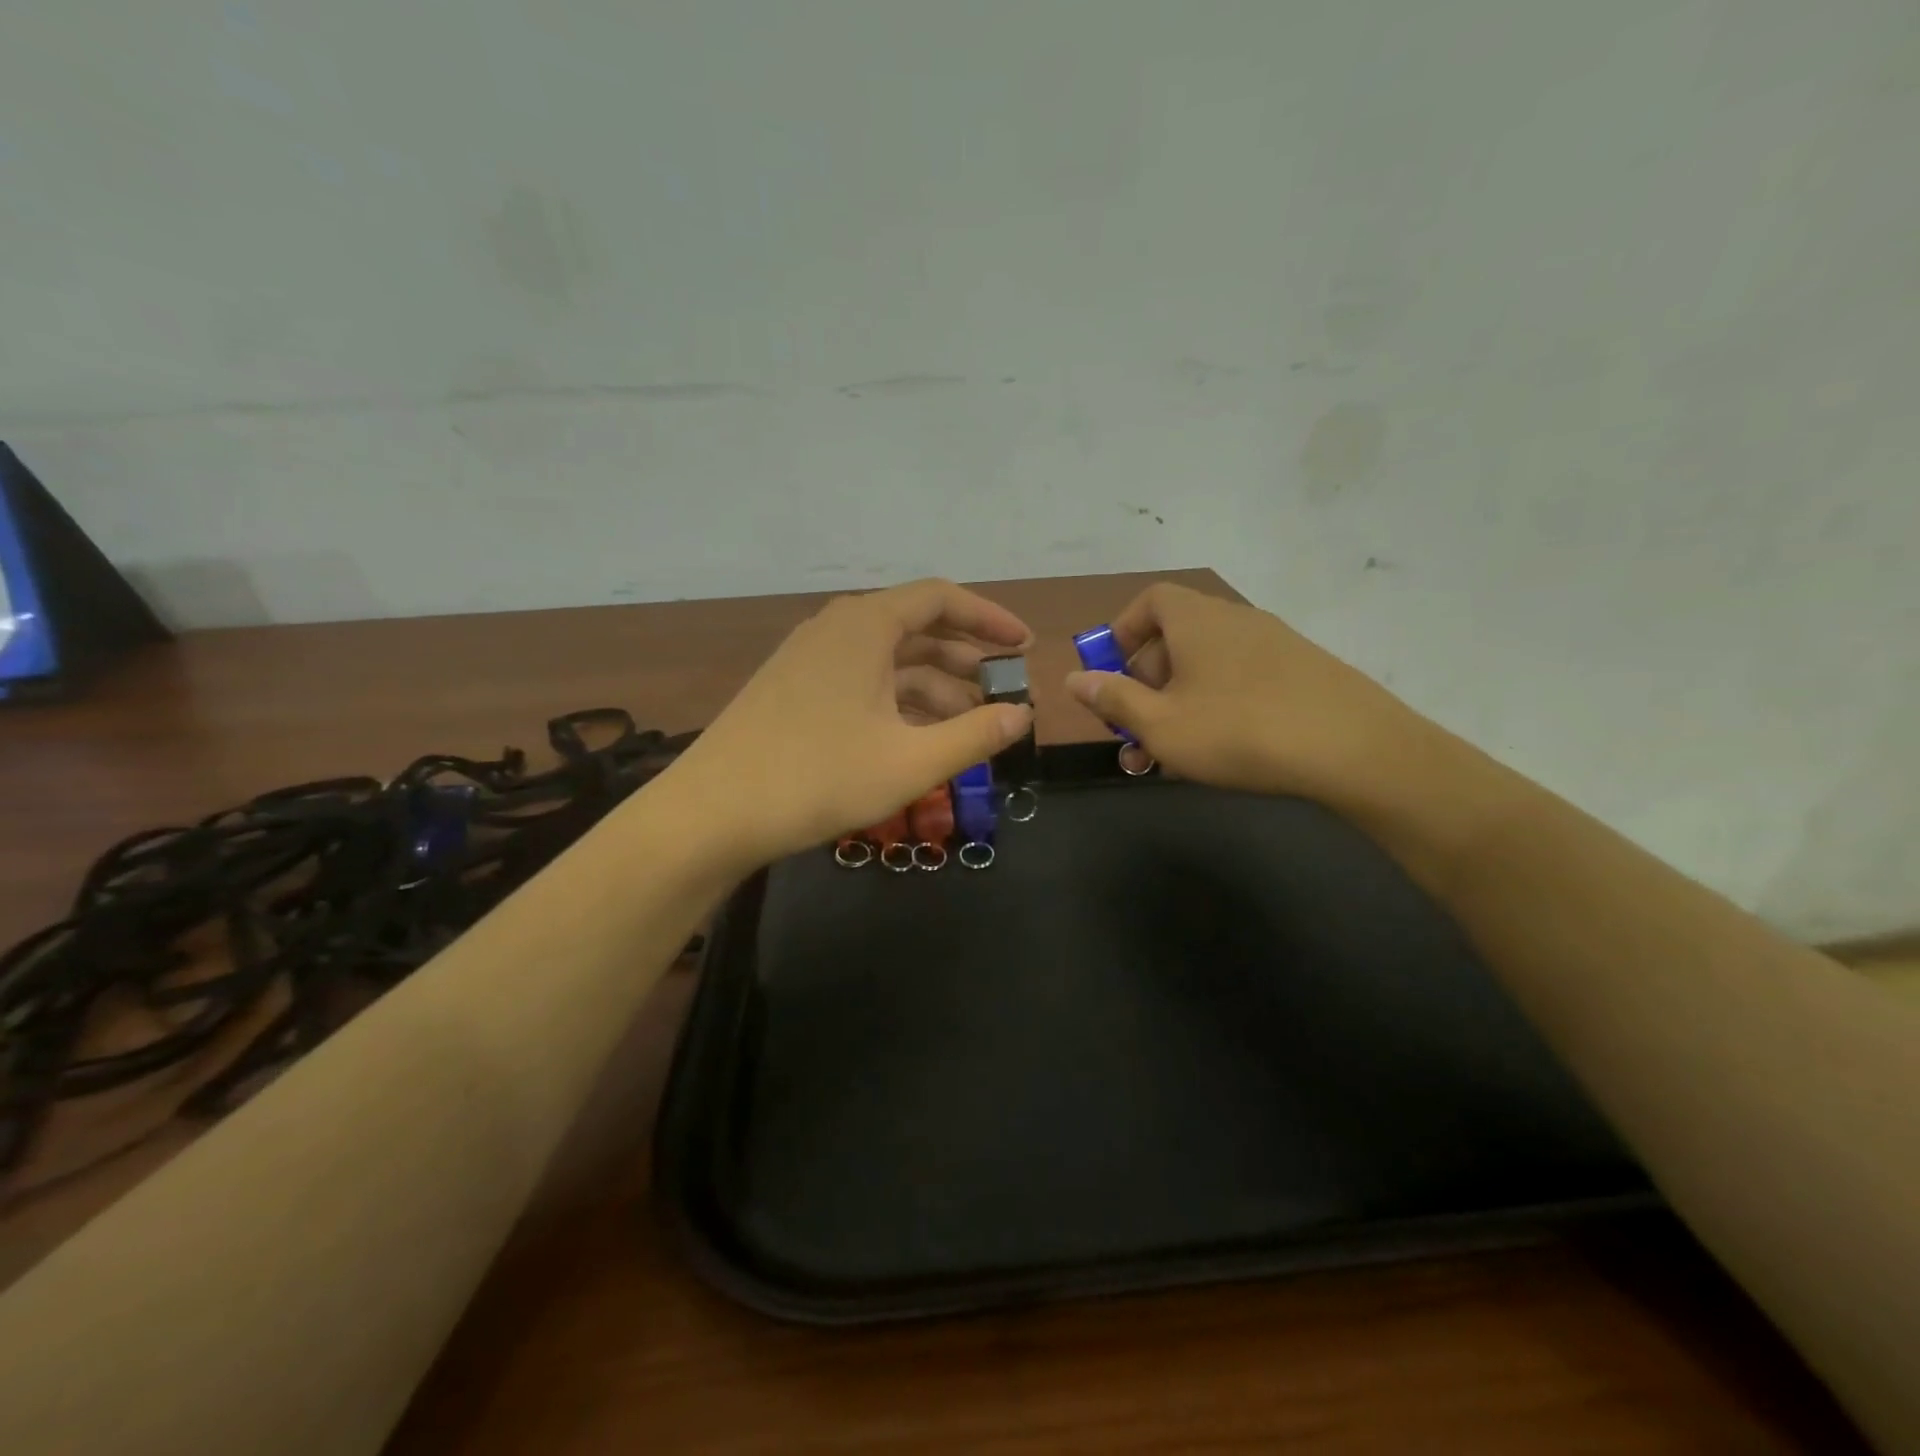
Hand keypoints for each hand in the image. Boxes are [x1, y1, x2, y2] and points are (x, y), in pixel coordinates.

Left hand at [657, 579, 1035, 870]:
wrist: (712, 814)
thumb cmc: (818, 779)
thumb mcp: (910, 761)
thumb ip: (974, 735)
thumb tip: (1023, 716)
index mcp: (864, 626)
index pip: (940, 598)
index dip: (988, 618)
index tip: (1023, 646)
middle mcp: (836, 629)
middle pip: (915, 627)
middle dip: (966, 658)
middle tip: (1005, 691)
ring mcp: (810, 660)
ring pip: (888, 660)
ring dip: (934, 686)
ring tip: (972, 723)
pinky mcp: (794, 690)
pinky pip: (862, 682)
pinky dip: (898, 702)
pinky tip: (920, 737)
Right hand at [1064, 582, 1450, 810]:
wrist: (1354, 749)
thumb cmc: (1238, 731)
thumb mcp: (1161, 724)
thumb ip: (1113, 699)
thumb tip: (1074, 678)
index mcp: (1196, 620)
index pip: (1149, 602)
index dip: (1122, 632)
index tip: (1110, 672)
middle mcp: (1234, 620)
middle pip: (1176, 638)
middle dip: (1145, 683)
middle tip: (1134, 730)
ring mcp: (1275, 644)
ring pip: (1208, 667)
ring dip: (1179, 703)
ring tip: (1171, 753)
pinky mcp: (1303, 672)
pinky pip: (1243, 680)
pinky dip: (1219, 706)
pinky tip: (1221, 751)